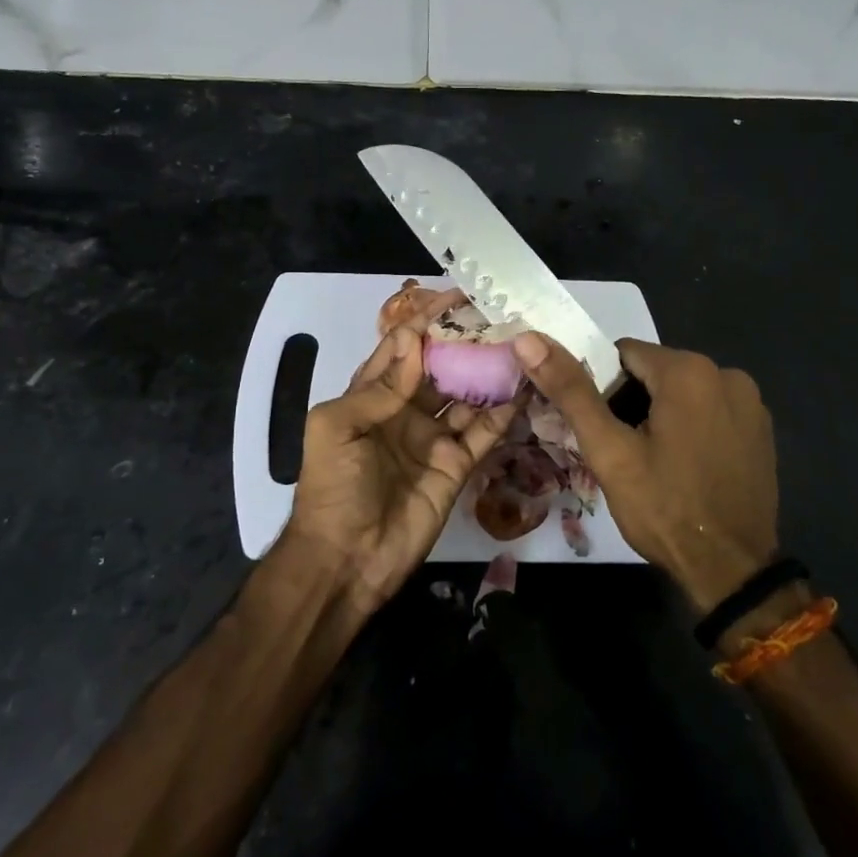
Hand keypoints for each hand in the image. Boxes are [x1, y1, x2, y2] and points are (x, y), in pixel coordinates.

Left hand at [284, 325, 517, 614]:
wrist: (347, 559)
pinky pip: (483, 432)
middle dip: (465, 343)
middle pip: (440, 367)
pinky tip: (524, 387)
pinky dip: (504, 411)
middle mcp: (404, 410)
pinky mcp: (457, 465)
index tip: (456, 297)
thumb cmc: (333, 486)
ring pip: (466, 395)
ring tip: (519, 344)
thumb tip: (414, 341)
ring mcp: (433, 438)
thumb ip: (377, 387)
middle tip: (499, 316)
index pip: (401, 348)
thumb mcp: (336, 427)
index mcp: (370, 396)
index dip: (425, 322)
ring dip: (488, 372)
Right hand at [512, 334, 777, 612]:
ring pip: (683, 392)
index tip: (599, 428)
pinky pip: (710, 411)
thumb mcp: (609, 450)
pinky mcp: (761, 429)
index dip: (601, 388)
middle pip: (655, 372)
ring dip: (660, 414)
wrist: (731, 570)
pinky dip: (691, 426)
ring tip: (650, 462)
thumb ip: (570, 390)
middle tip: (620, 450)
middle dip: (630, 402)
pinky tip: (685, 466)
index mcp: (689, 370)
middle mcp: (726, 373)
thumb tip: (528, 339)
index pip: (623, 354)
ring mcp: (751, 403)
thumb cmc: (664, 507)